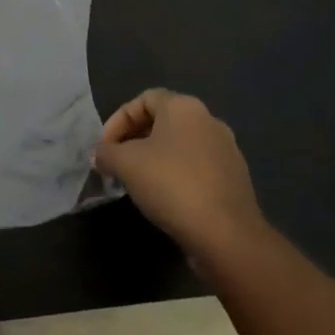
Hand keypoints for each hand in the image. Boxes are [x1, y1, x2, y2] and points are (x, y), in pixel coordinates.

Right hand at [94, 89, 271, 267]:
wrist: (226, 234)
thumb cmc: (172, 184)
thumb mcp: (126, 164)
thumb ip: (106, 153)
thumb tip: (99, 154)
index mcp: (184, 107)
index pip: (143, 99)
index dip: (118, 120)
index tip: (105, 147)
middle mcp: (209, 120)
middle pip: (163, 121)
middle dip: (134, 140)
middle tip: (117, 163)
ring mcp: (227, 150)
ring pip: (180, 145)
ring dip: (155, 158)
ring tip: (137, 182)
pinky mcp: (235, 178)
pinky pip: (197, 167)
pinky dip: (176, 175)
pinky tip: (165, 198)